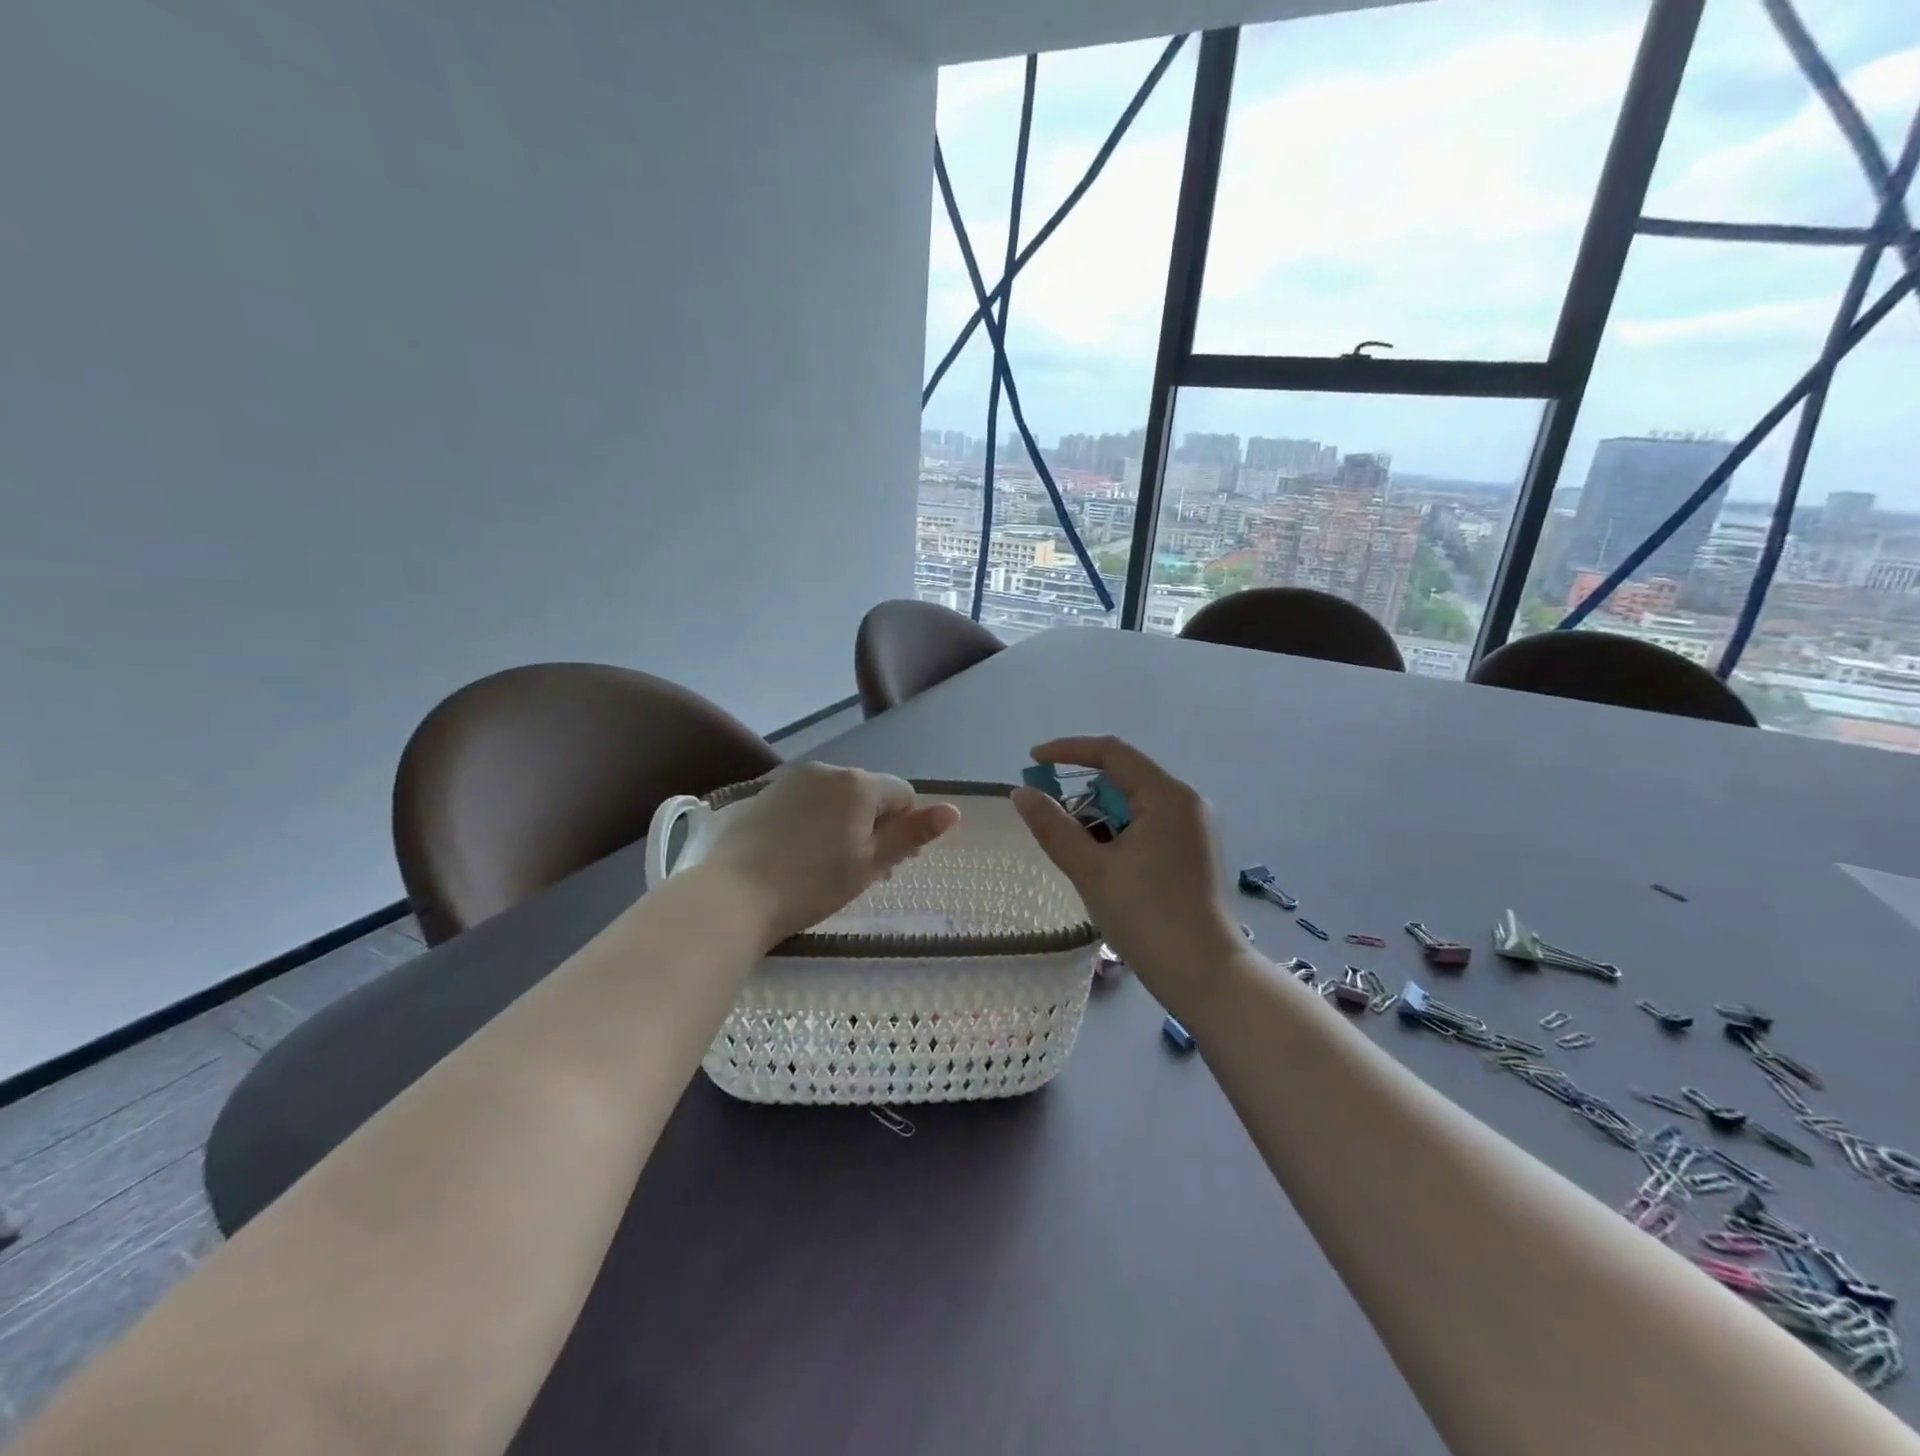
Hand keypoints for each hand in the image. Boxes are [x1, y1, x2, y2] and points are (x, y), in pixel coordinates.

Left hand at [701, 762, 960, 944]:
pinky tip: (801, 854)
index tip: (889, 865)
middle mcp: (829, 770)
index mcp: (860, 784)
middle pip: (869, 794)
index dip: (904, 829)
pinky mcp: (767, 793)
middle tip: (862, 871)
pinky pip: (808, 801)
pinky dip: (816, 821)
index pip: (903, 794)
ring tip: (831, 865)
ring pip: (838, 798)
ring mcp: (794, 779)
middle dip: (875, 826)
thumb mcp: (871, 863)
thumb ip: (913, 834)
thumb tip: (954, 811)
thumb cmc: (813, 884)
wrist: (734, 895)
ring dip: (847, 823)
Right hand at [1011, 736, 1245, 1013]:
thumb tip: (1021, 792)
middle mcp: (1187, 802)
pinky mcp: (1195, 851)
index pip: (1112, 753)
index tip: (1032, 761)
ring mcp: (1195, 828)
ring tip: (1074, 845)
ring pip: (1136, 803)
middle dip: (1082, 788)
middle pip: (1126, 776)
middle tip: (1048, 812)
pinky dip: (1120, 831)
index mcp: (1167, 796)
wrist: (1205, 976)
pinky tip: (1102, 860)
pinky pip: (1149, 824)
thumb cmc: (1147, 917)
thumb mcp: (1091, 870)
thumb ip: (1053, 827)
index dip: (1068, 751)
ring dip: (1100, 813)